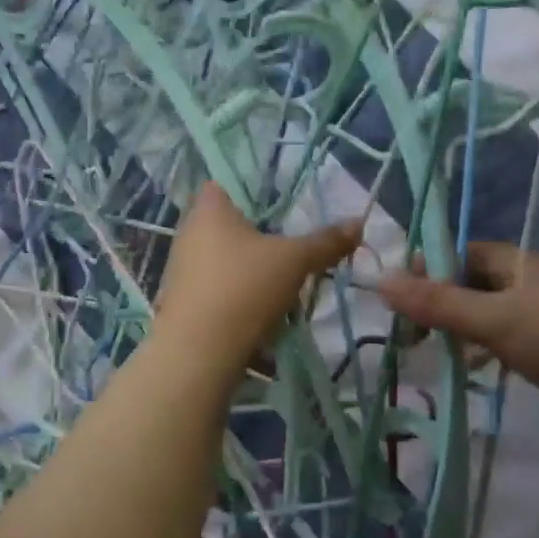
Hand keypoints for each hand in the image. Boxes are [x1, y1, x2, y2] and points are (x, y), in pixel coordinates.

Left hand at [155, 184, 360, 376]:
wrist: (197, 353)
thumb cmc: (243, 289)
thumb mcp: (294, 261)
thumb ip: (325, 242)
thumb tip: (359, 223)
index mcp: (208, 211)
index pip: (222, 184)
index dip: (249, 189)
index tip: (278, 205)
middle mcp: (188, 235)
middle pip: (225, 225)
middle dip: (256, 235)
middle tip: (288, 244)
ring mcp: (180, 271)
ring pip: (221, 259)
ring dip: (248, 269)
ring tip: (280, 281)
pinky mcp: (183, 304)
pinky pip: (215, 289)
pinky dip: (236, 295)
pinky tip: (261, 311)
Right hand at [378, 243, 538, 430]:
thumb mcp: (494, 319)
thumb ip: (439, 303)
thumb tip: (380, 280)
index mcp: (518, 262)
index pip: (460, 252)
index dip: (427, 267)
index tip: (396, 294)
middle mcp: (529, 281)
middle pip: (471, 282)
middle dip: (439, 301)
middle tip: (407, 330)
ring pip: (487, 312)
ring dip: (459, 327)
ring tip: (428, 350)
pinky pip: (504, 338)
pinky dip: (483, 348)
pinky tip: (471, 369)